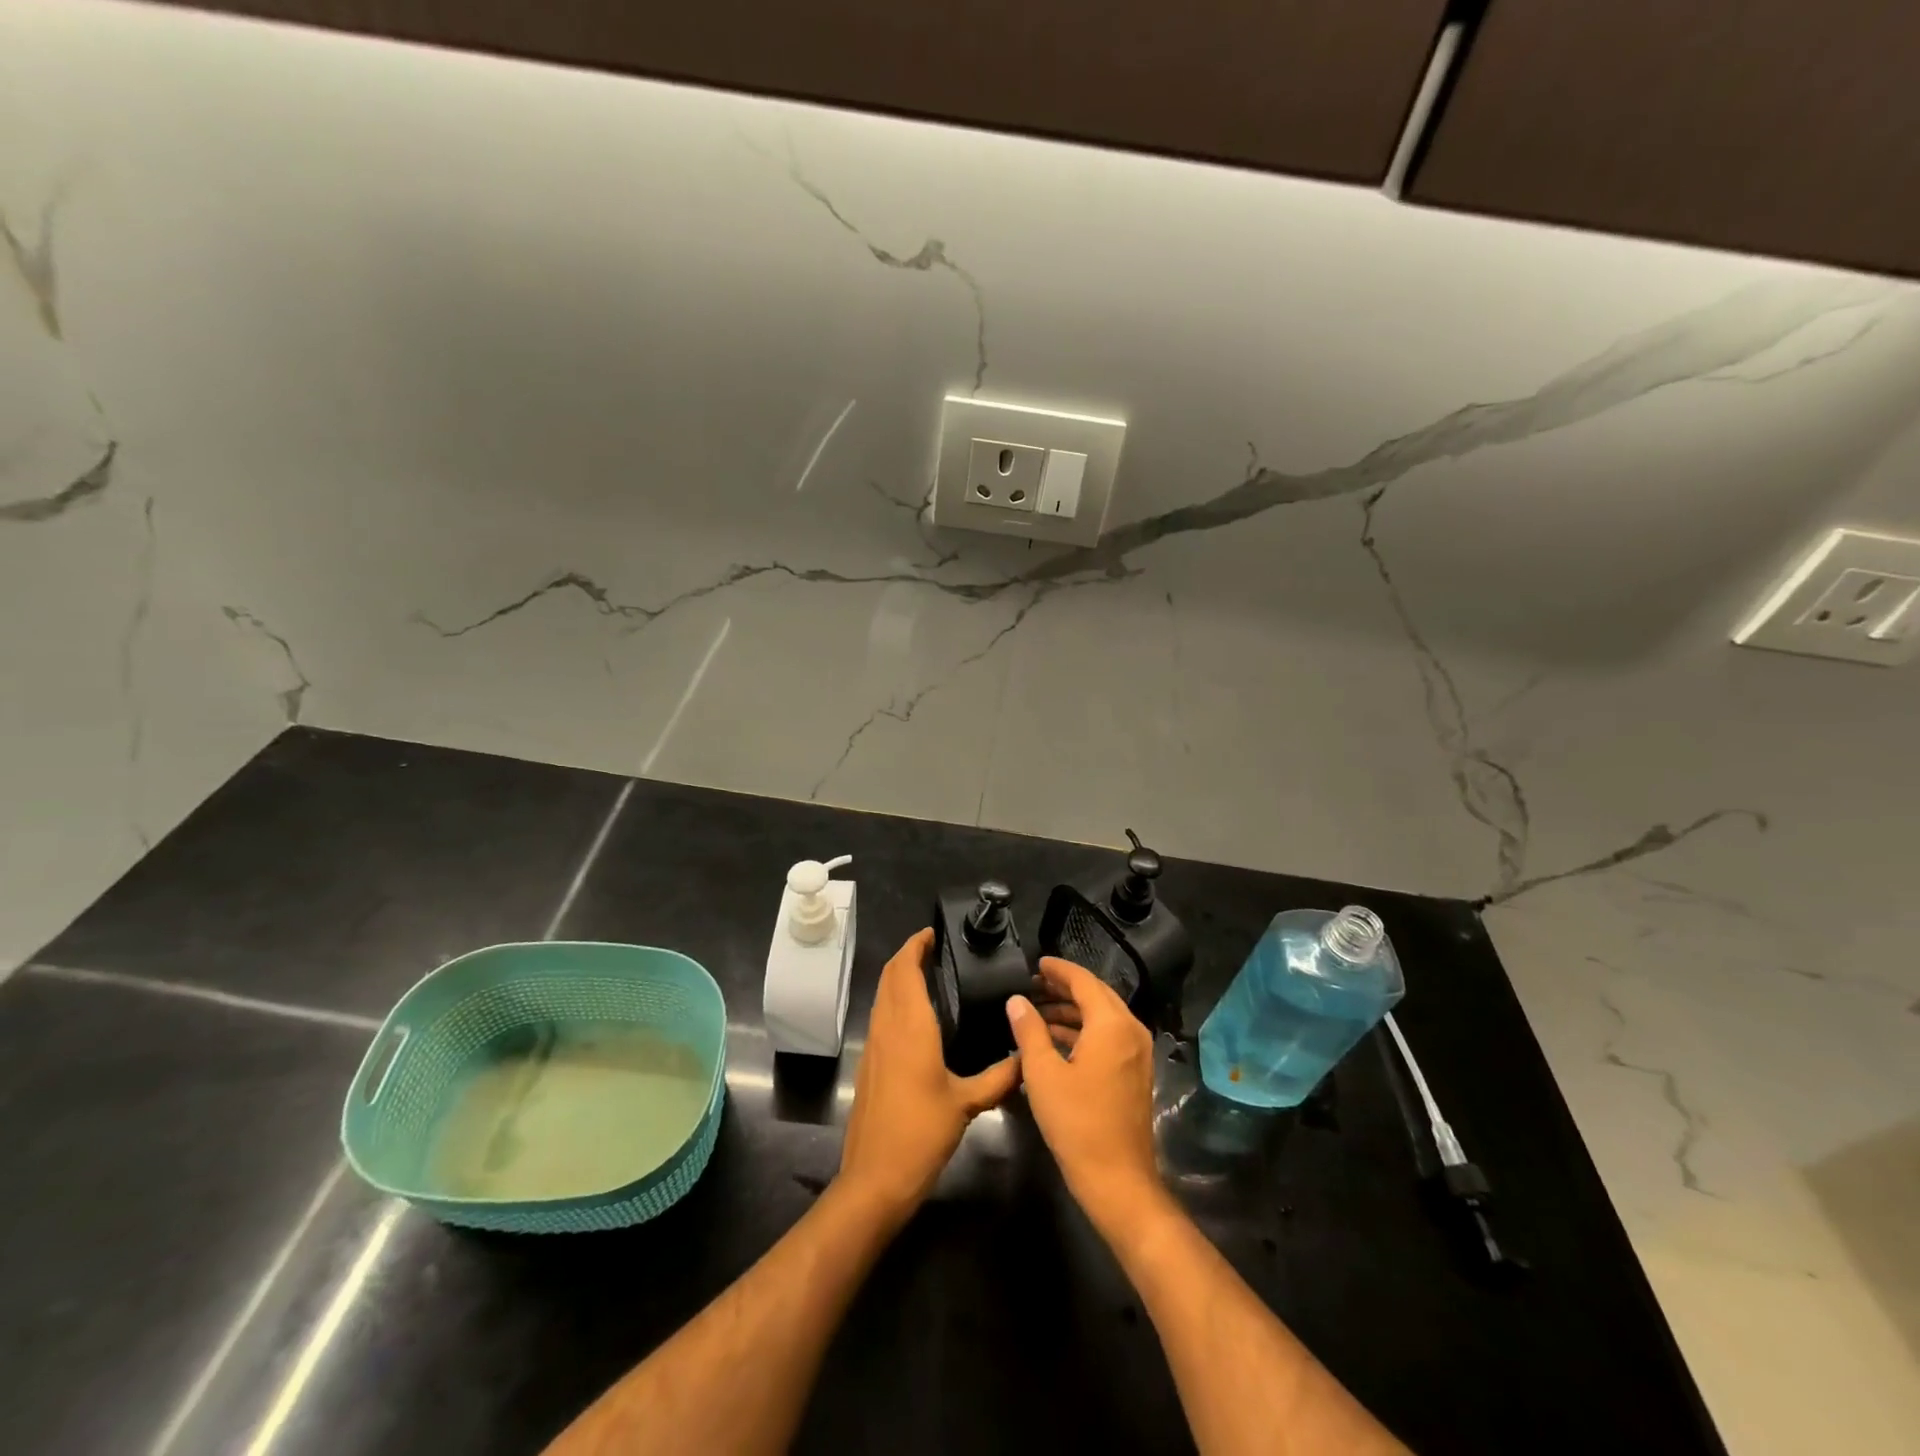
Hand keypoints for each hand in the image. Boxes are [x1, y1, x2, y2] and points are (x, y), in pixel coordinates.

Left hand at [838, 929, 1021, 1218]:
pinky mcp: (868, 1063)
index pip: (905, 970)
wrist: (875, 1177)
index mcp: (910, 1027)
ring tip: (927, 972)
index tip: (932, 932)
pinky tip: (915, 1014)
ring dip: (898, 976)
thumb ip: (999, 1078)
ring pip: (882, 995)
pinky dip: (894, 999)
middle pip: (889, 976)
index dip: (915, 946)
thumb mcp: (967, 1104)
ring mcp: (873, 1045)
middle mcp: (887, 1027)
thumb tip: (1027, 1058)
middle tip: (934, 948)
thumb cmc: (921, 1133)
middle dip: (907, 955)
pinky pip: (880, 1015)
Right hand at [1006, 957, 1163, 1234]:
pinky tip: (1056, 1040)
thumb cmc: (1077, 1123)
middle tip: (1034, 984)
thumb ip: (1029, 1031)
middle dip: (1065, 987)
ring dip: (1073, 1010)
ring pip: (1103, 1016)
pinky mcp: (1135, 1073)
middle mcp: (1131, 1031)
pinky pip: (1109, 1036)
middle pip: (1097, 995)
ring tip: (1038, 1011)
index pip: (1084, 982)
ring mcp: (1137, 1053)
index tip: (1036, 964)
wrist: (1118, 1180)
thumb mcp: (1043, 1074)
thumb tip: (1016, 1001)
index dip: (1059, 970)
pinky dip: (1084, 1030)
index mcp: (1112, 1025)